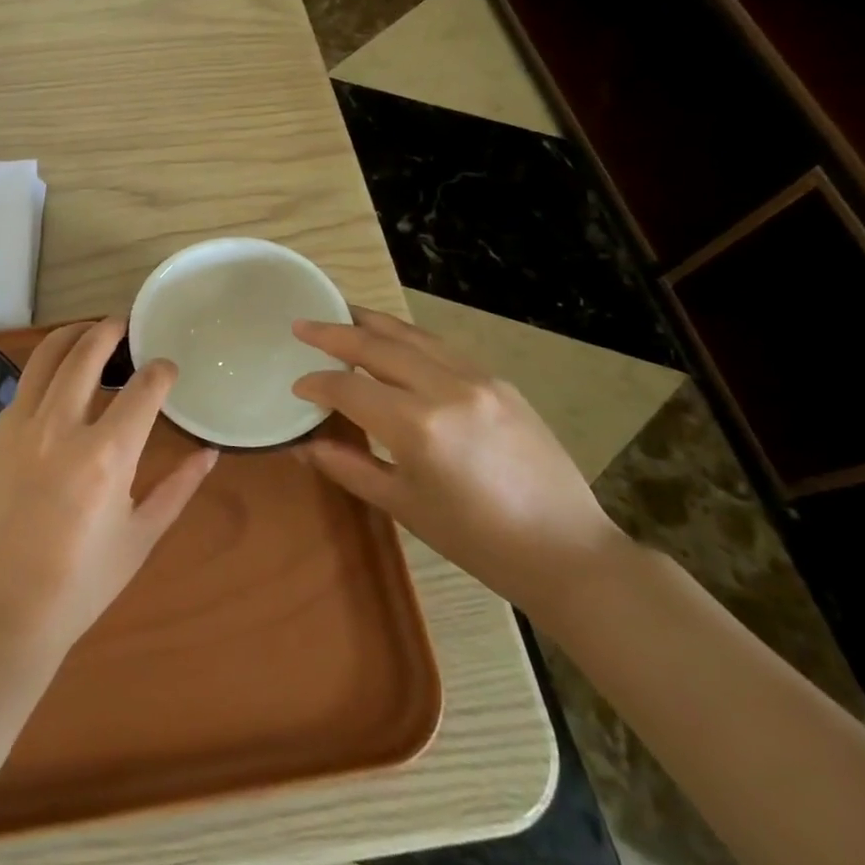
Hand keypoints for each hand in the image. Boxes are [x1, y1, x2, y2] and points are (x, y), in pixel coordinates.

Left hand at [0, 318, 219, 656]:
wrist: (2, 609)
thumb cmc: (81, 582)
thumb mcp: (142, 536)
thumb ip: (179, 488)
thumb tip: (210, 453)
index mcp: (107, 455)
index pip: (144, 387)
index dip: (161, 370)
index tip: (167, 369)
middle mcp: (62, 426)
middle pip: (88, 351)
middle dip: (112, 329)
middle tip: (126, 326)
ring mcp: (21, 426)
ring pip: (47, 355)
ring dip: (73, 335)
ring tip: (91, 334)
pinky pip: (24, 387)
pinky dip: (46, 373)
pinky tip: (58, 385)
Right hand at [290, 307, 627, 618]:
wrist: (566, 551)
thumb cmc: (477, 540)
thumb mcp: (404, 506)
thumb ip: (349, 466)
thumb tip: (304, 445)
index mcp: (417, 426)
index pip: (349, 388)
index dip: (317, 384)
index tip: (298, 386)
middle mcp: (445, 388)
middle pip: (377, 346)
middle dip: (334, 333)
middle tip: (301, 325)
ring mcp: (478, 379)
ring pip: (412, 335)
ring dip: (372, 323)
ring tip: (342, 313)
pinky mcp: (500, 381)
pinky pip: (442, 348)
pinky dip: (409, 339)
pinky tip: (395, 342)